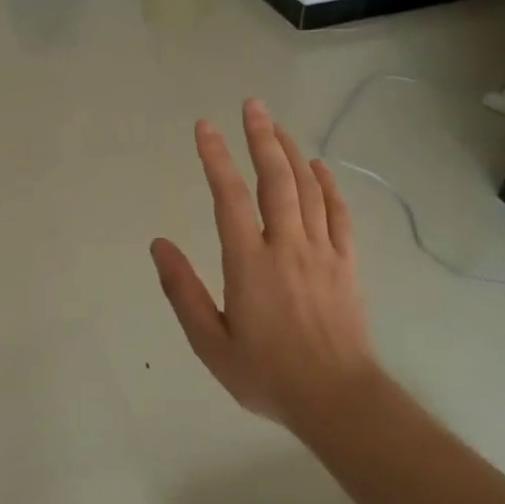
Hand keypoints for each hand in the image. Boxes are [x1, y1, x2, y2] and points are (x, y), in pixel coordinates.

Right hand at [151, 99, 382, 431]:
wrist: (336, 398)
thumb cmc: (266, 374)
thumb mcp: (210, 343)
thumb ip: (183, 291)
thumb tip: (159, 245)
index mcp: (250, 263)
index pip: (229, 196)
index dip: (215, 158)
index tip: (204, 128)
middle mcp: (287, 246)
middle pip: (275, 179)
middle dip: (261, 138)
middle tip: (251, 105)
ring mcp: (322, 252)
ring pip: (308, 188)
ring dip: (291, 152)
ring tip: (276, 126)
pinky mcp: (346, 263)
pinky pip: (339, 213)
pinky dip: (328, 185)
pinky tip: (319, 167)